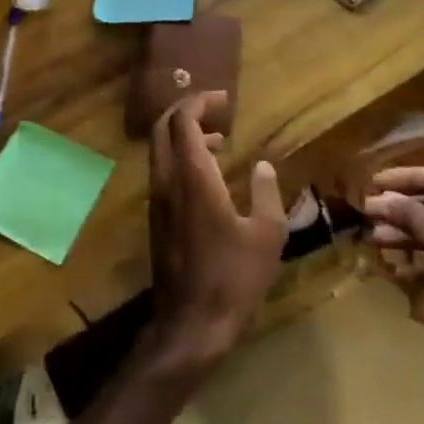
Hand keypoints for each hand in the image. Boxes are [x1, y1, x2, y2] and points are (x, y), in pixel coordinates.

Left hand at [146, 92, 287, 373]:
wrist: (191, 324)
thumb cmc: (234, 277)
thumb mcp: (267, 235)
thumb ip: (267, 193)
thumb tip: (263, 166)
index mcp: (193, 178)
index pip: (183, 121)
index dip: (200, 101)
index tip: (224, 99)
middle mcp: (167, 182)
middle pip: (163, 128)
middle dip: (186, 111)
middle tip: (216, 109)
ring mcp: (157, 201)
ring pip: (160, 150)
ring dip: (184, 135)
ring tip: (219, 139)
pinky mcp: (156, 219)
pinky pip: (163, 172)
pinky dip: (181, 158)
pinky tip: (208, 175)